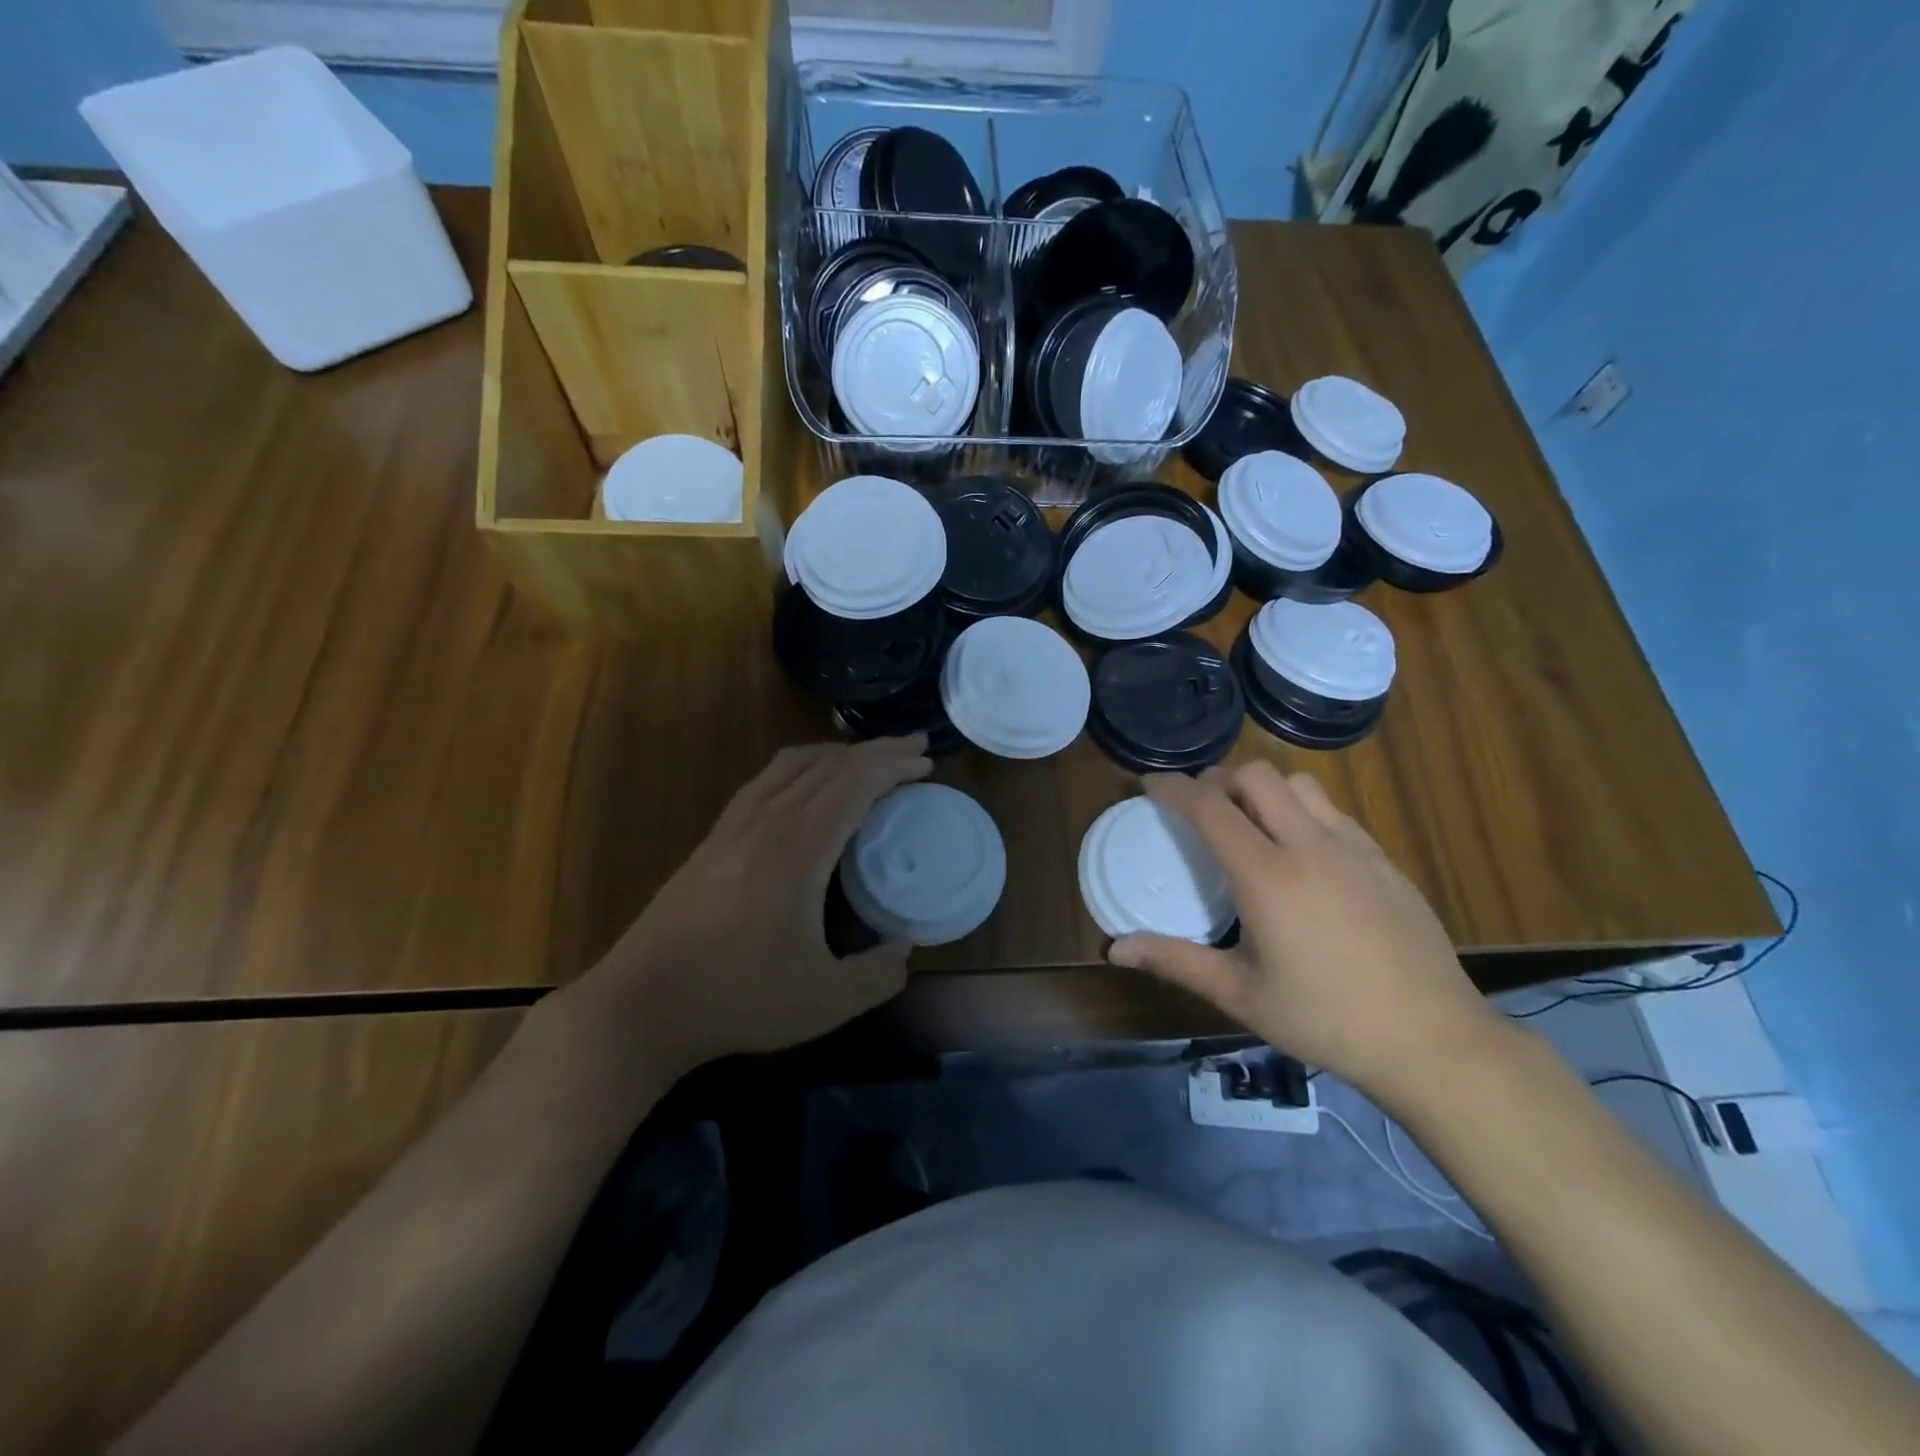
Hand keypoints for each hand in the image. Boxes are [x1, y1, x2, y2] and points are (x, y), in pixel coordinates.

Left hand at [583, 736, 932, 1068]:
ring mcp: (734, 824)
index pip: (855, 782)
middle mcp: (767, 820)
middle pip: (829, 764)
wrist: (640, 1004)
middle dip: (877, 751)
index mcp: (798, 846)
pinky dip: (802, 767)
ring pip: (794, 764)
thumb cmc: (737, 998)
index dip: (895, 765)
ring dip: (838, 754)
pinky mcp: (714, 837)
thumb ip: (879, 974)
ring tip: (868, 761)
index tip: (927, 765)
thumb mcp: (826, 1000)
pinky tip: (807, 786)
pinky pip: (768, 779)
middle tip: (914, 751)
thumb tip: (904, 947)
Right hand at [1107, 763, 1511, 1105]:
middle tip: (1200, 808)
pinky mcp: (1385, 860)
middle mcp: (1309, 846)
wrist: (1434, 1041)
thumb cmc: (1326, 1020)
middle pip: (1256, 775)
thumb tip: (1115, 948)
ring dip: (1265, 789)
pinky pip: (1335, 812)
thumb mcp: (1241, 994)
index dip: (1172, 787)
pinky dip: (1304, 812)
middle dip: (1219, 779)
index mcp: (1267, 876)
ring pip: (1301, 783)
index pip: (1209, 806)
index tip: (1149, 784)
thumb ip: (1176, 961)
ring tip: (1250, 823)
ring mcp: (1354, 848)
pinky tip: (1303, 854)